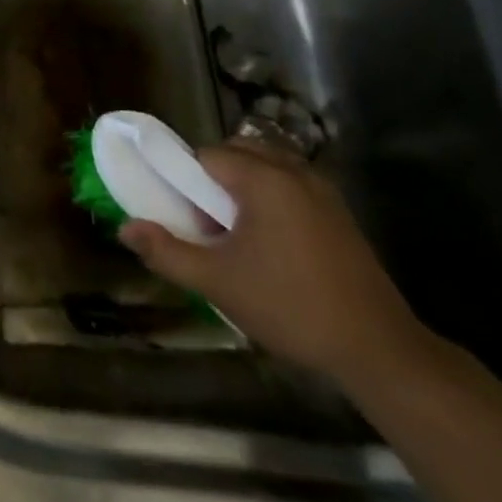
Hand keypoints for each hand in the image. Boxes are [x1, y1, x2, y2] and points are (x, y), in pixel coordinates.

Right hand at [119, 142, 427, 388]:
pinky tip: (271, 246)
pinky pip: (290, 185)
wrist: (377, 348)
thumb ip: (167, 251)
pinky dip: (270, 199)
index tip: (186, 217)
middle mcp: (295, 172)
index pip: (207, 155)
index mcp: (264, 179)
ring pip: (266, 167)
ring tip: (237, 236)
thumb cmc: (289, 307)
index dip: (187, 180)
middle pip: (237, 153)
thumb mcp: (217, 282)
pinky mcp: (339, 212)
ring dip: (242, 188)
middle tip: (208, 226)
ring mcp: (323, 190)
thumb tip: (124, 229)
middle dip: (214, 180)